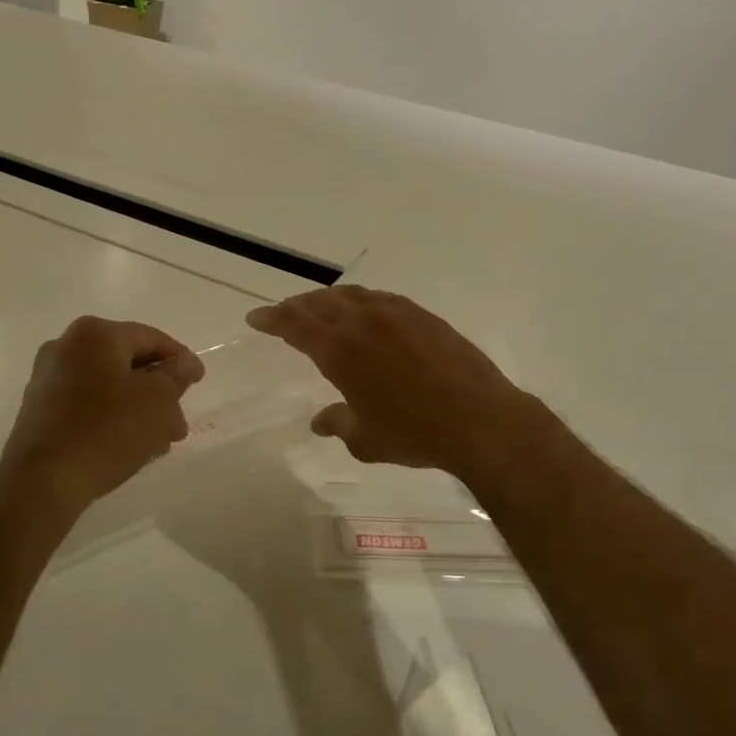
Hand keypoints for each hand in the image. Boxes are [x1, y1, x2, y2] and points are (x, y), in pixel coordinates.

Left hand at [0, 316, 203, 516]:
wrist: (41, 483)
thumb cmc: (106, 430)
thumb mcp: (156, 401)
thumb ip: (175, 376)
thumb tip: (184, 362)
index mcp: (94, 334)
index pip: (150, 338)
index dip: (180, 359)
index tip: (200, 381)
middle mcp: (66, 346)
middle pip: (128, 363)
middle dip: (159, 392)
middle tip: (179, 421)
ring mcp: (48, 378)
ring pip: (109, 386)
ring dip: (139, 408)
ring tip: (160, 441)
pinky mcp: (39, 409)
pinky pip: (88, 404)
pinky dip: (112, 417)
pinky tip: (130, 445)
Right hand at [245, 286, 552, 481]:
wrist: (480, 420)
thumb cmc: (416, 434)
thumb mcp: (367, 440)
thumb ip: (338, 424)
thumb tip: (319, 421)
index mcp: (342, 351)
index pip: (296, 325)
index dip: (272, 319)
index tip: (255, 318)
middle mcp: (364, 323)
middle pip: (320, 303)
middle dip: (296, 306)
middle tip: (282, 314)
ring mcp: (397, 314)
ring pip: (352, 295)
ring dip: (328, 299)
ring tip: (319, 307)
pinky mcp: (423, 316)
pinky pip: (381, 299)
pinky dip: (362, 301)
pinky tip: (366, 311)